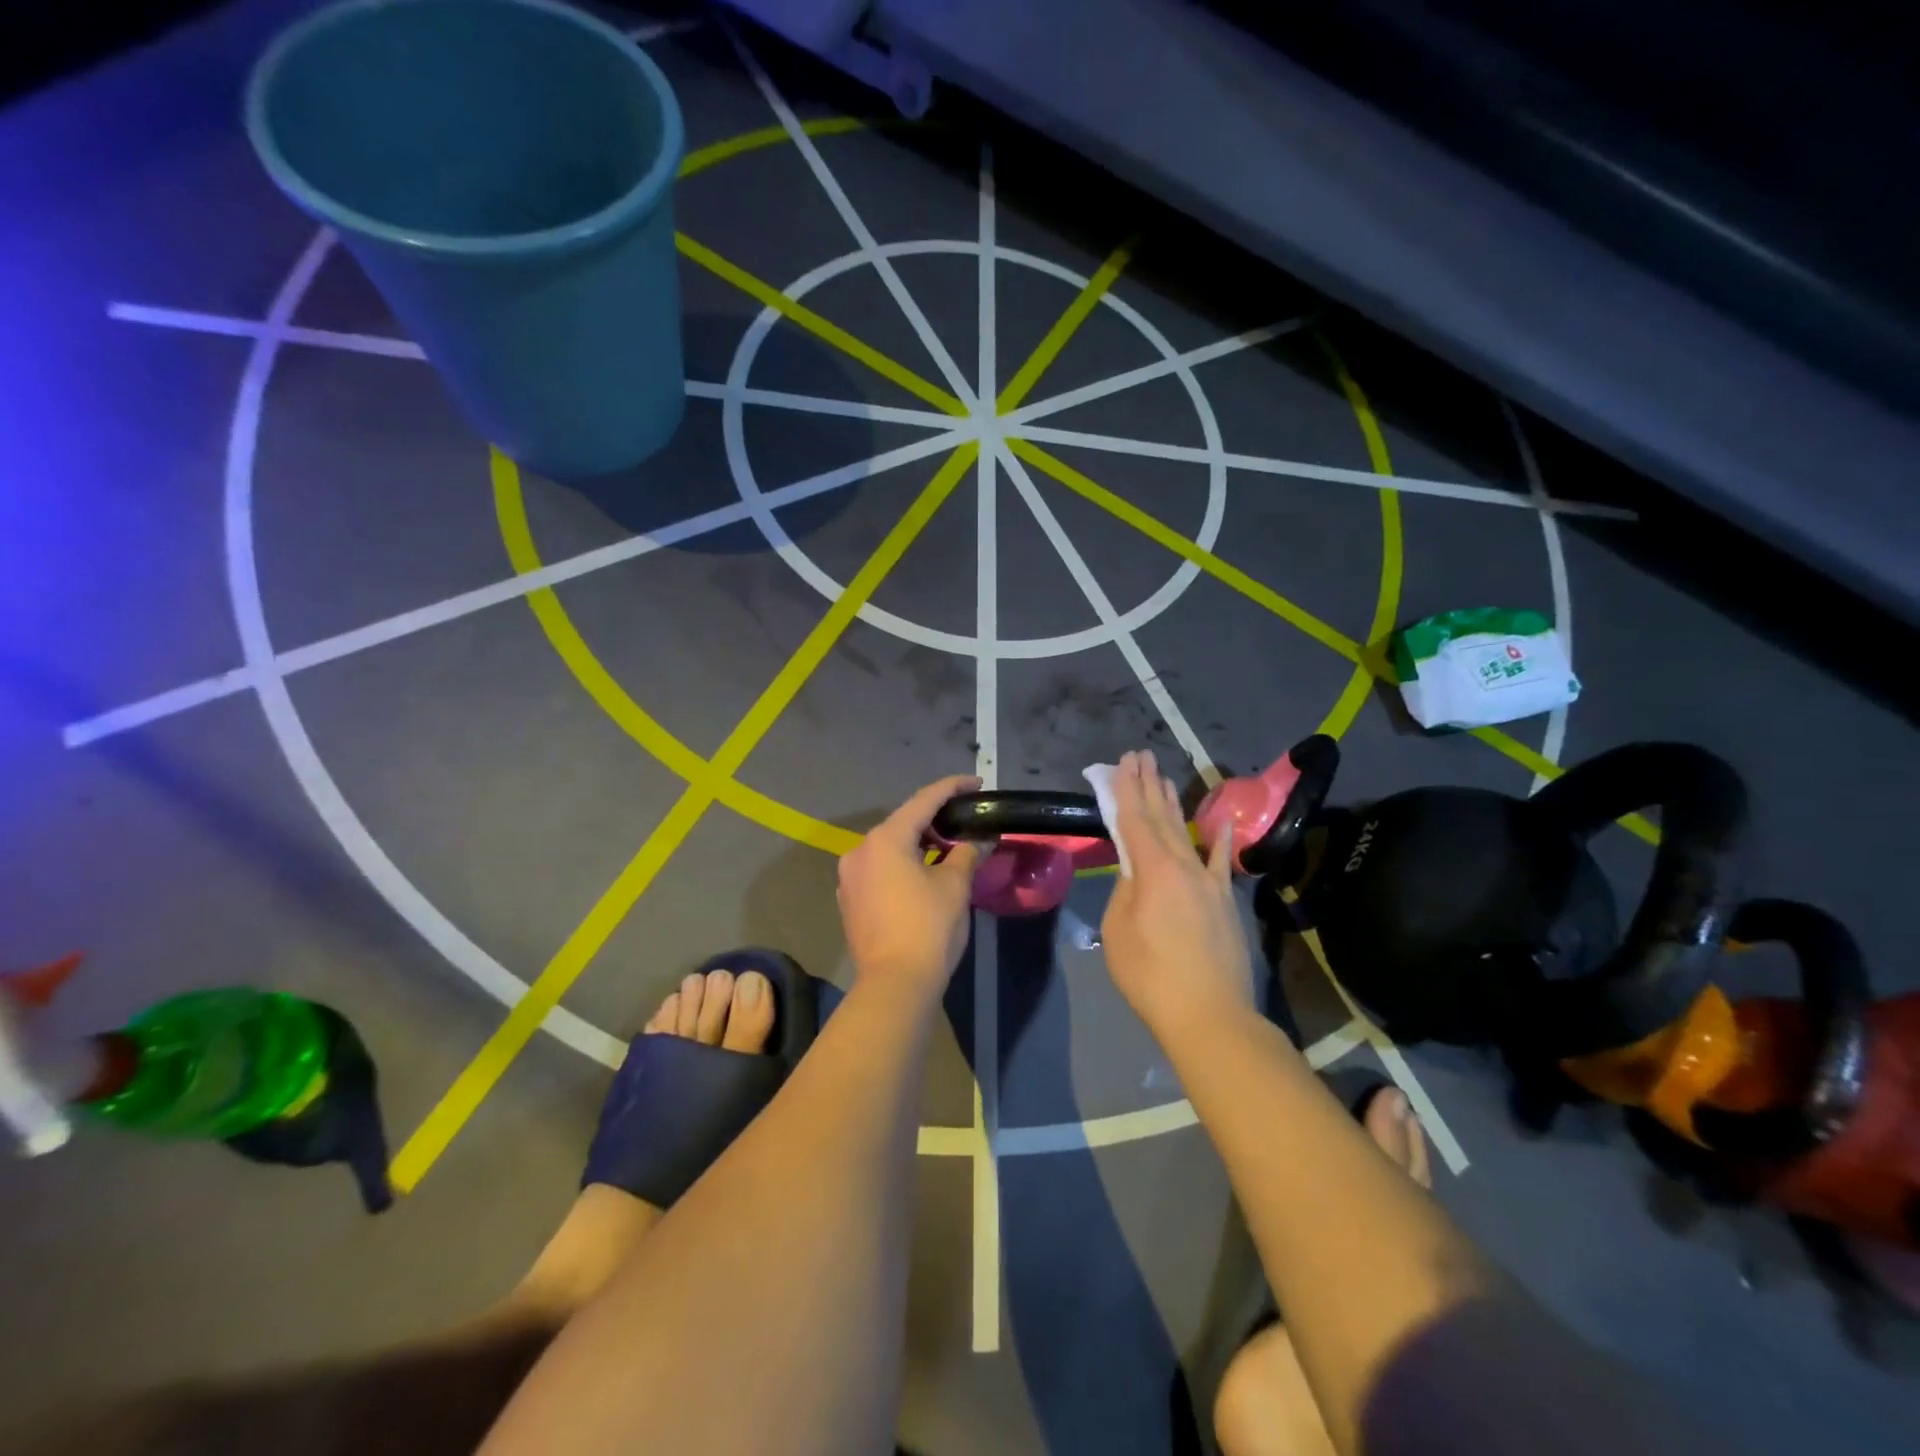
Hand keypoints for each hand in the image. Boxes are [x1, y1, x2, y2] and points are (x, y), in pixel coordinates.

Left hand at [838, 775, 987, 994]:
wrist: (894, 984)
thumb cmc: (928, 928)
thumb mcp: (955, 886)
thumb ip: (967, 854)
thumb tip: (979, 840)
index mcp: (885, 839)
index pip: (924, 800)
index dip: (952, 788)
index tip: (976, 783)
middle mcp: (860, 850)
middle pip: (903, 823)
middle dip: (935, 819)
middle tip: (966, 819)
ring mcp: (850, 876)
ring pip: (890, 847)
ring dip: (918, 844)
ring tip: (949, 848)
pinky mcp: (849, 899)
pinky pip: (880, 869)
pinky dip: (902, 865)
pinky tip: (923, 875)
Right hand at [1100, 751, 1254, 1039]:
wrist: (1209, 1014)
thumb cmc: (1151, 975)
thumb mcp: (1119, 931)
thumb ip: (1126, 893)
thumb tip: (1136, 876)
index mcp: (1152, 870)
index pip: (1134, 819)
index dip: (1125, 789)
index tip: (1121, 762)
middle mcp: (1183, 865)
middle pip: (1161, 817)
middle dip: (1148, 784)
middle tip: (1140, 755)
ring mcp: (1208, 882)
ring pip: (1185, 833)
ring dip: (1172, 803)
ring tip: (1164, 776)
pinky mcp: (1224, 902)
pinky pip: (1219, 862)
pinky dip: (1219, 839)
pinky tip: (1219, 821)